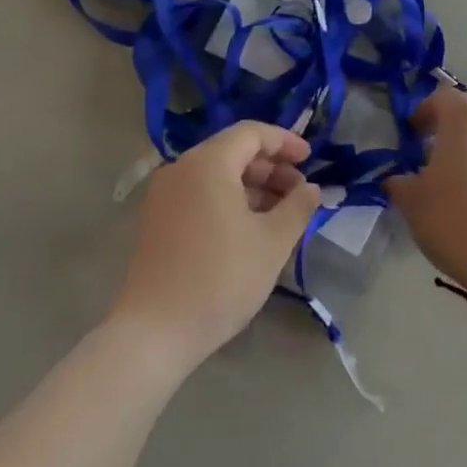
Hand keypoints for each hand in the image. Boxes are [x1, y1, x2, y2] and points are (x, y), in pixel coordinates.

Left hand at [109, 122, 321, 376]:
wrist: (154, 333)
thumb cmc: (220, 278)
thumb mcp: (272, 242)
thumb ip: (298, 207)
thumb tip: (312, 188)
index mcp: (208, 163)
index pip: (252, 133)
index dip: (285, 141)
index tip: (310, 159)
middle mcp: (181, 168)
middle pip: (233, 152)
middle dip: (271, 167)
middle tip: (301, 191)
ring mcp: (164, 195)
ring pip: (217, 174)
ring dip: (252, 186)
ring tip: (282, 213)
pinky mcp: (157, 220)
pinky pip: (200, 194)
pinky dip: (229, 200)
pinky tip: (250, 227)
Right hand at [386, 86, 466, 288]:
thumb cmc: (455, 221)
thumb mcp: (412, 203)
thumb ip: (399, 183)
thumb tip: (397, 179)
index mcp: (464, 123)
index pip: (442, 97)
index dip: (425, 111)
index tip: (413, 135)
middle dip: (450, 134)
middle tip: (434, 162)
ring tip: (464, 188)